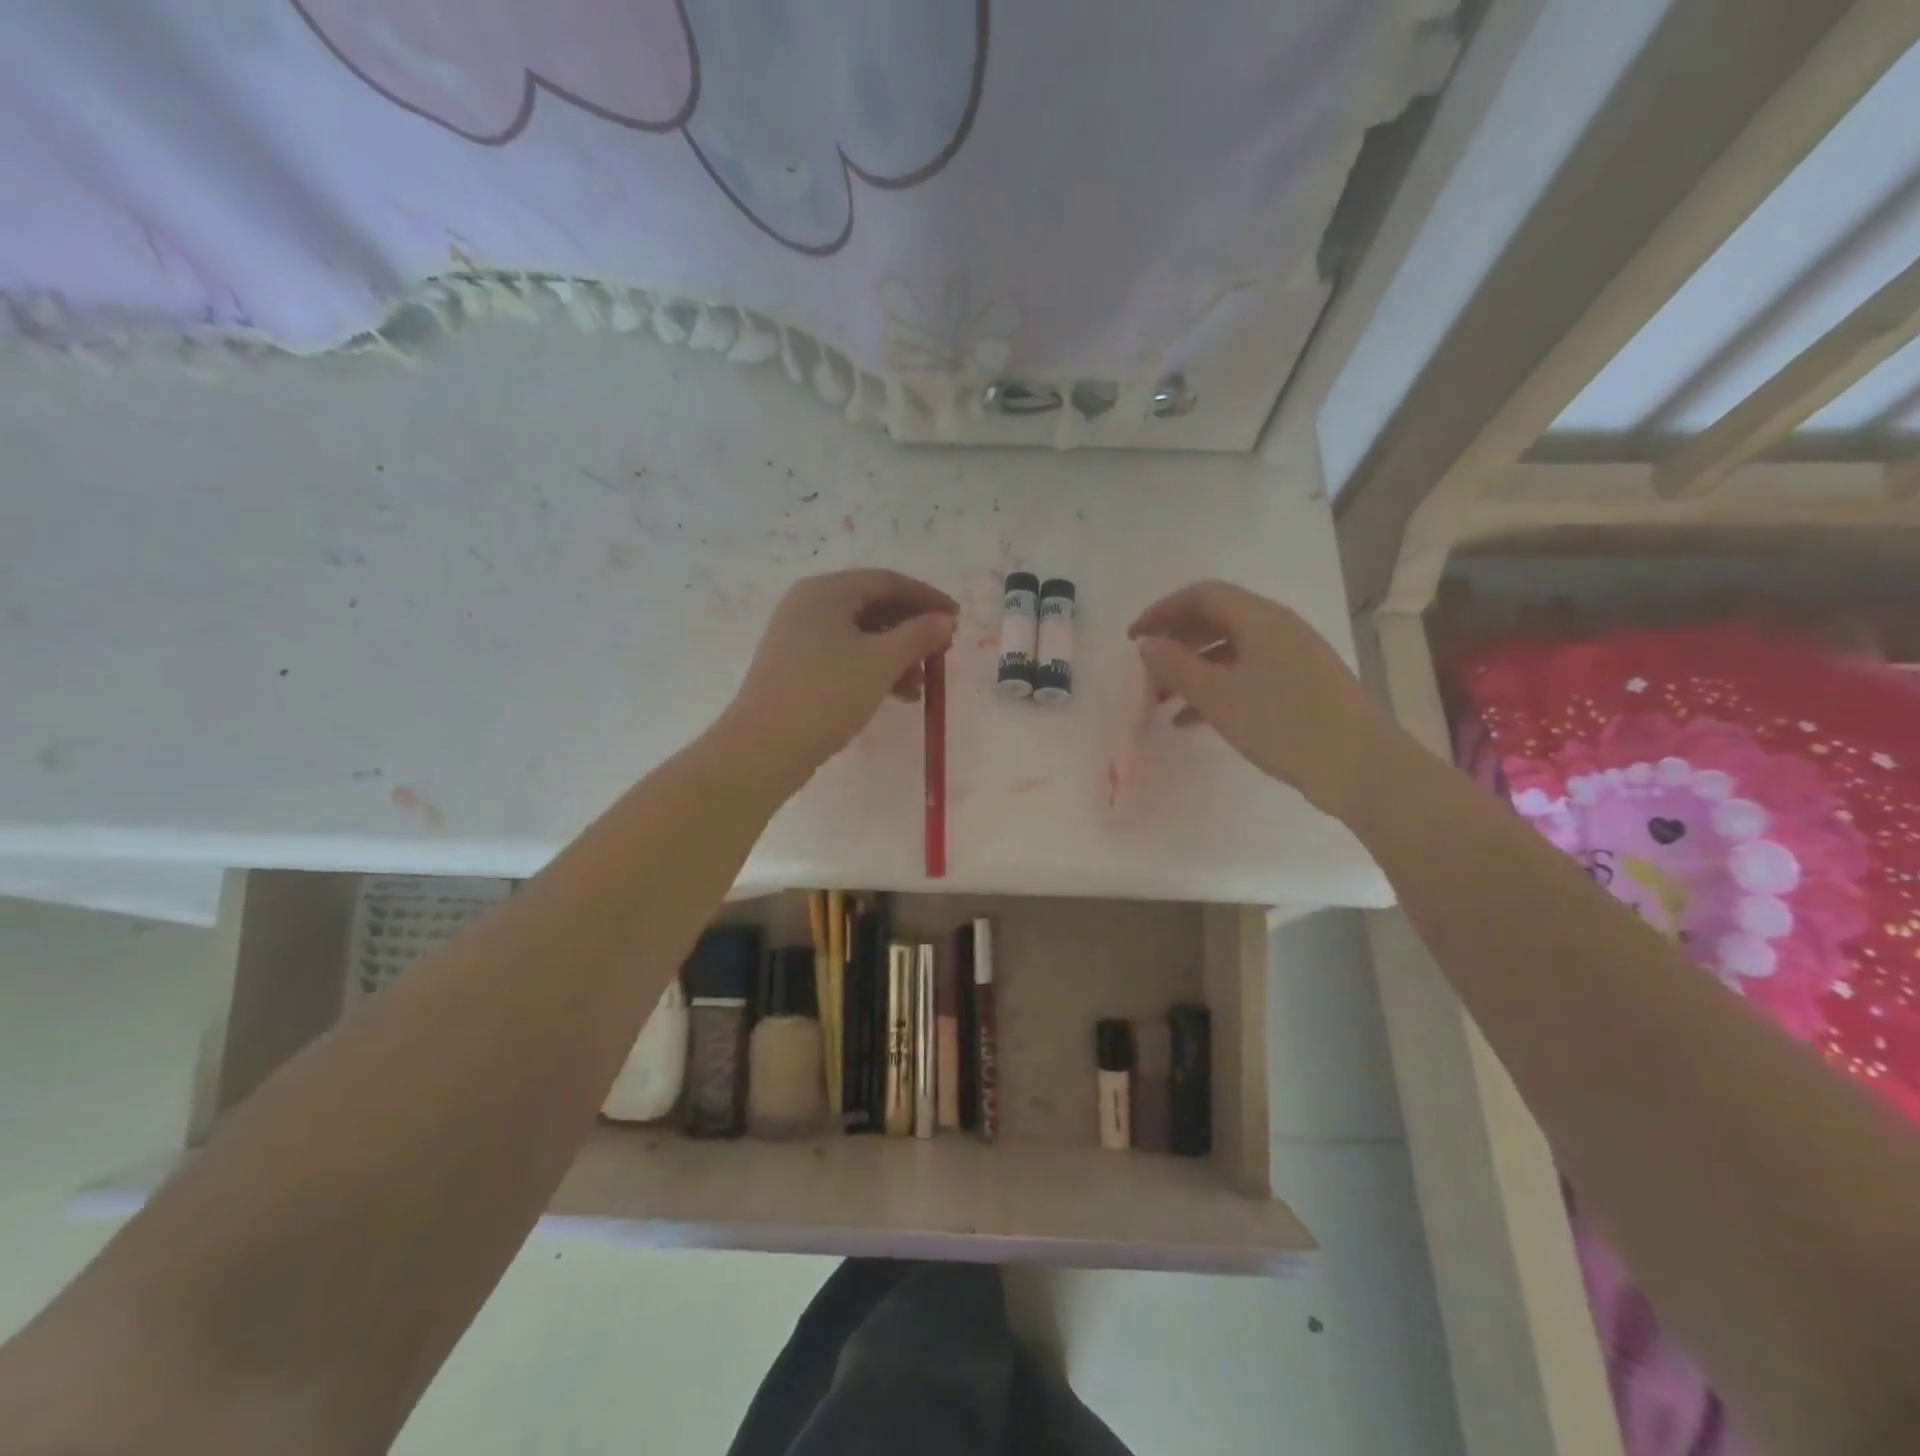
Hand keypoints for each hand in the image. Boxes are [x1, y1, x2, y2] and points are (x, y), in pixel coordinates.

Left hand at [722, 569, 957, 784]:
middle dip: (912, 629)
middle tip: (943, 651)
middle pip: (874, 606)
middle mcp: (809, 605)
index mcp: (826, 592)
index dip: (927, 598)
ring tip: (923, 684)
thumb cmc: (826, 695)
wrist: (764, 748)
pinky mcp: (798, 666)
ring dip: (897, 654)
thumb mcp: (881, 663)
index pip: (887, 582)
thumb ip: (919, 636)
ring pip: (862, 635)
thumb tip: (945, 620)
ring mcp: (800, 636)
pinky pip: (846, 656)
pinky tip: (899, 695)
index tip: (958, 618)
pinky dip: (875, 669)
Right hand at [1129, 581, 1389, 820]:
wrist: (1357, 765)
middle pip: (1216, 619)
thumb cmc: (1282, 723)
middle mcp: (1278, 627)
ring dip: (1192, 668)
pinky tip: (1191, 720)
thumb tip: (1147, 644)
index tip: (1134, 638)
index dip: (1162, 611)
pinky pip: (1247, 673)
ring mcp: (1292, 656)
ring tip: (1161, 700)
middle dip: (1175, 641)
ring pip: (1229, 650)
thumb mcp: (1217, 695)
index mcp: (1259, 618)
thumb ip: (1175, 666)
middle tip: (1146, 669)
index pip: (1201, 595)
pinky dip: (1216, 688)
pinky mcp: (1300, 684)